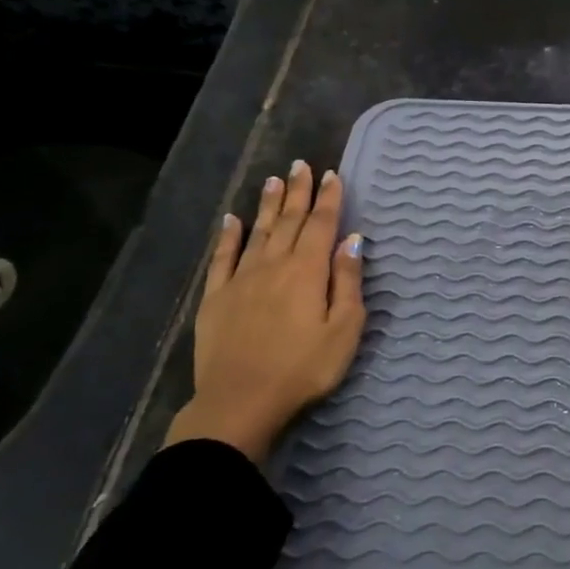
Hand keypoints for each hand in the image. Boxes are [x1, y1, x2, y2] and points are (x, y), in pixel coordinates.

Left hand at [165, 160, 366, 464]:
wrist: (240, 402)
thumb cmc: (304, 368)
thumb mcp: (344, 329)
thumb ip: (347, 281)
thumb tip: (353, 240)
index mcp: (307, 271)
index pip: (322, 225)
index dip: (329, 199)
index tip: (332, 174)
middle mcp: (273, 265)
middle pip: (289, 221)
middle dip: (298, 192)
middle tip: (301, 165)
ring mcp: (241, 280)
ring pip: (258, 232)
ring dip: (268, 205)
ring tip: (273, 180)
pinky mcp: (216, 298)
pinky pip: (222, 258)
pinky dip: (228, 236)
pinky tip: (231, 220)